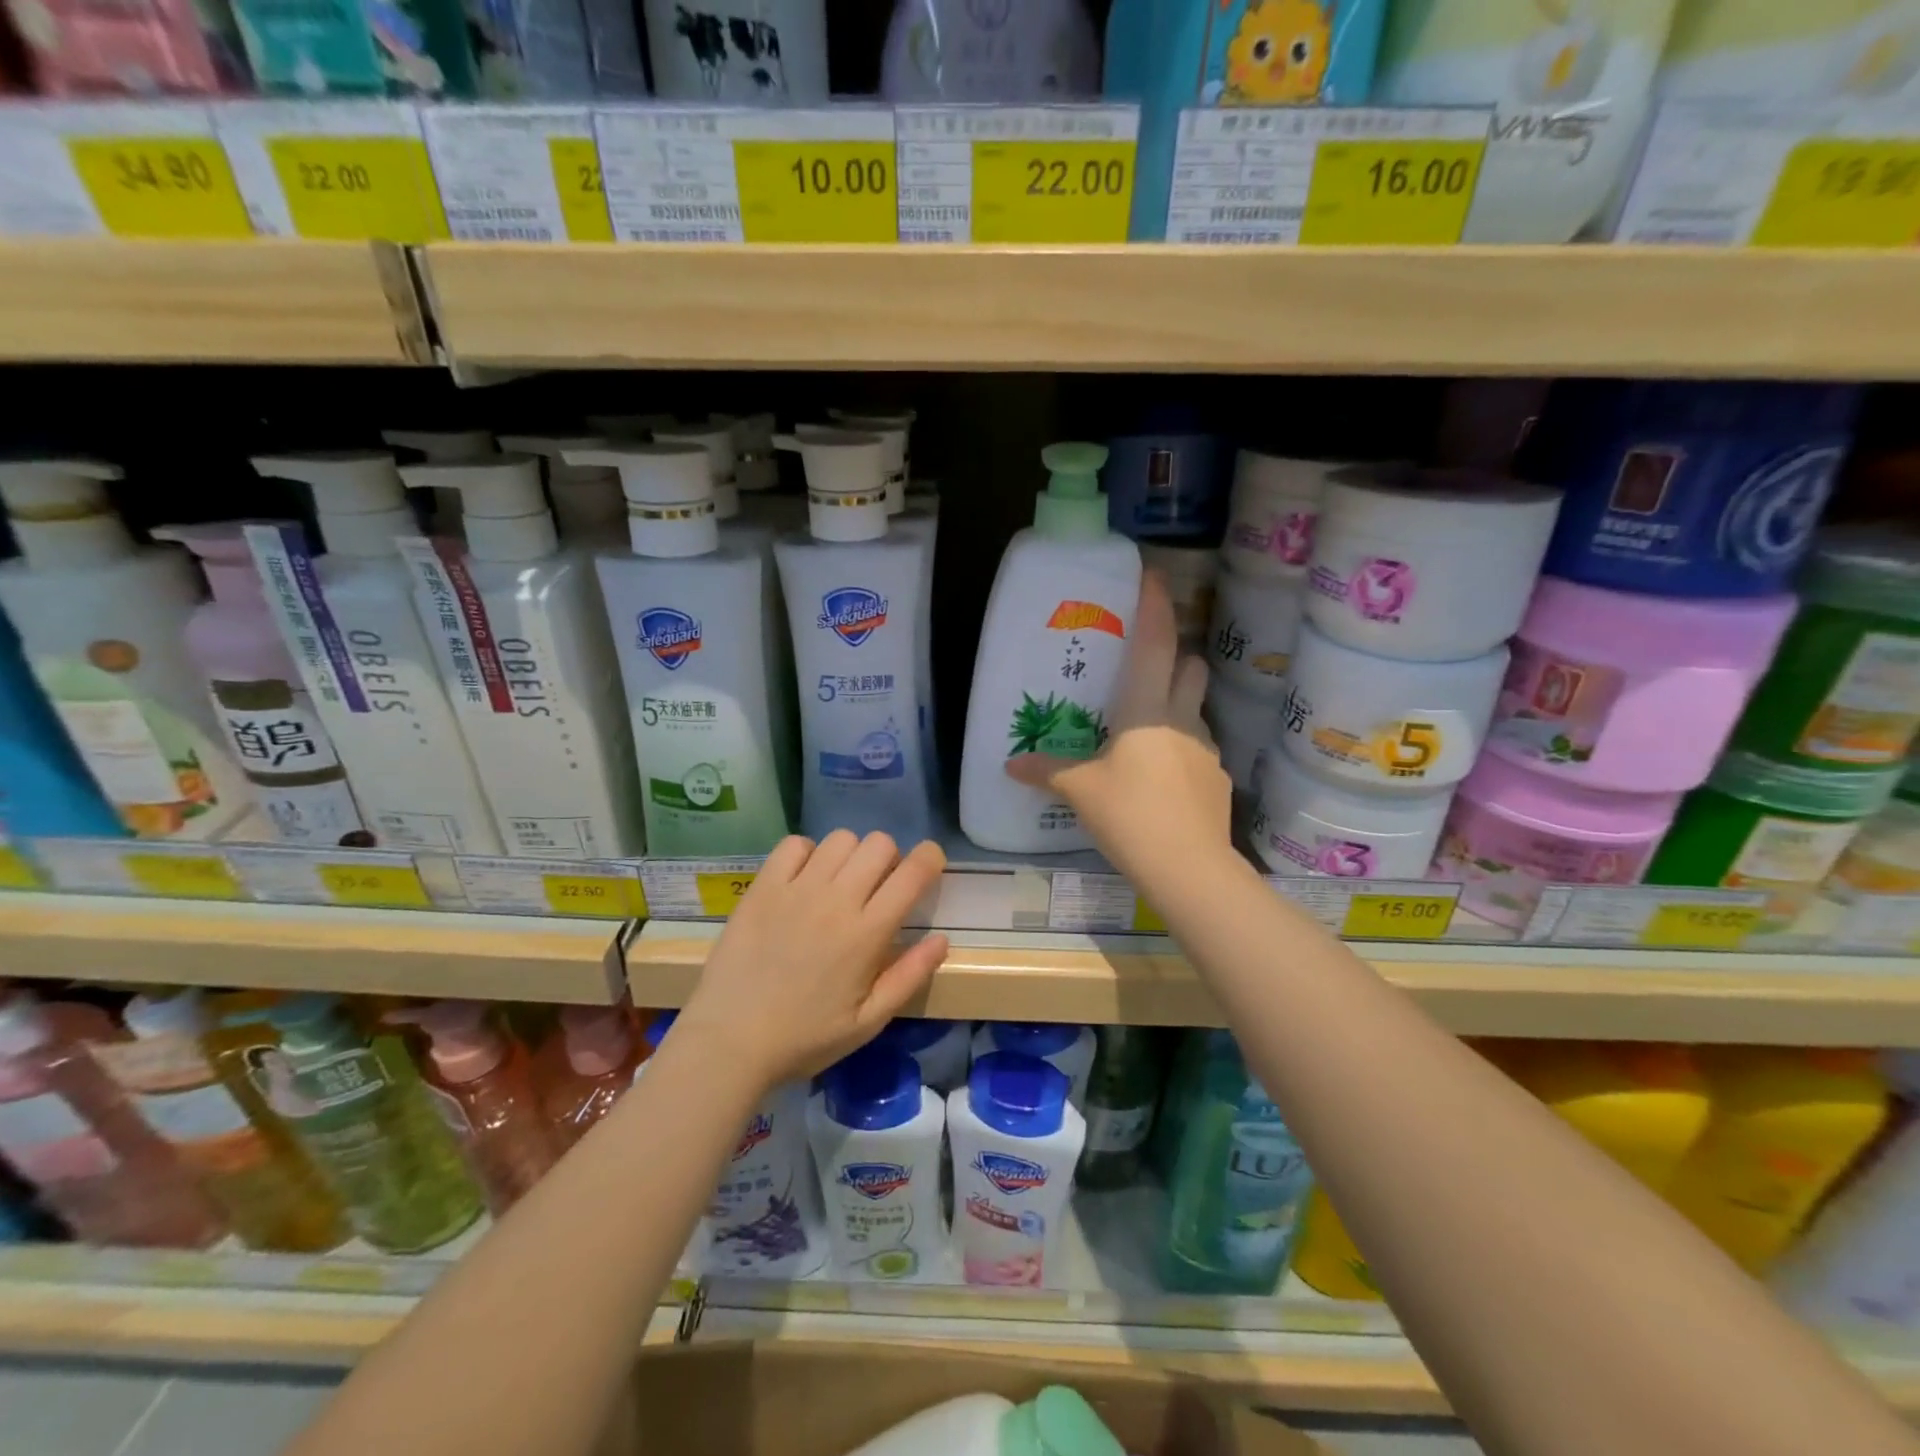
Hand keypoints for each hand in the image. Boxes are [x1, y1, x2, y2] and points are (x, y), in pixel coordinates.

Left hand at [677, 832, 949, 1086]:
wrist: (729, 1042)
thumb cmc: (805, 1037)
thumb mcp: (868, 1022)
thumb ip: (909, 977)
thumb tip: (941, 939)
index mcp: (867, 934)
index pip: (912, 873)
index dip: (930, 858)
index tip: (929, 865)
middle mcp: (836, 901)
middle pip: (879, 844)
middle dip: (890, 857)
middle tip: (878, 886)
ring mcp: (796, 890)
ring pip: (840, 839)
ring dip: (851, 854)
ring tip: (839, 882)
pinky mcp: (762, 888)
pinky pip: (794, 844)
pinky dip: (807, 853)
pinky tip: (803, 879)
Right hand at [1007, 570, 1232, 881]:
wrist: (1189, 868)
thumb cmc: (1130, 815)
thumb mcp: (1081, 791)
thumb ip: (1048, 771)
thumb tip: (1010, 764)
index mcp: (1147, 709)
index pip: (1155, 644)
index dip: (1154, 607)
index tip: (1153, 576)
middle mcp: (1183, 719)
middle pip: (1191, 667)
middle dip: (1177, 656)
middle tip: (1148, 665)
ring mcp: (1207, 749)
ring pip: (1196, 708)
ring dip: (1178, 704)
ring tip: (1147, 728)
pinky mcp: (1218, 779)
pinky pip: (1198, 748)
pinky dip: (1181, 747)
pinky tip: (1161, 775)